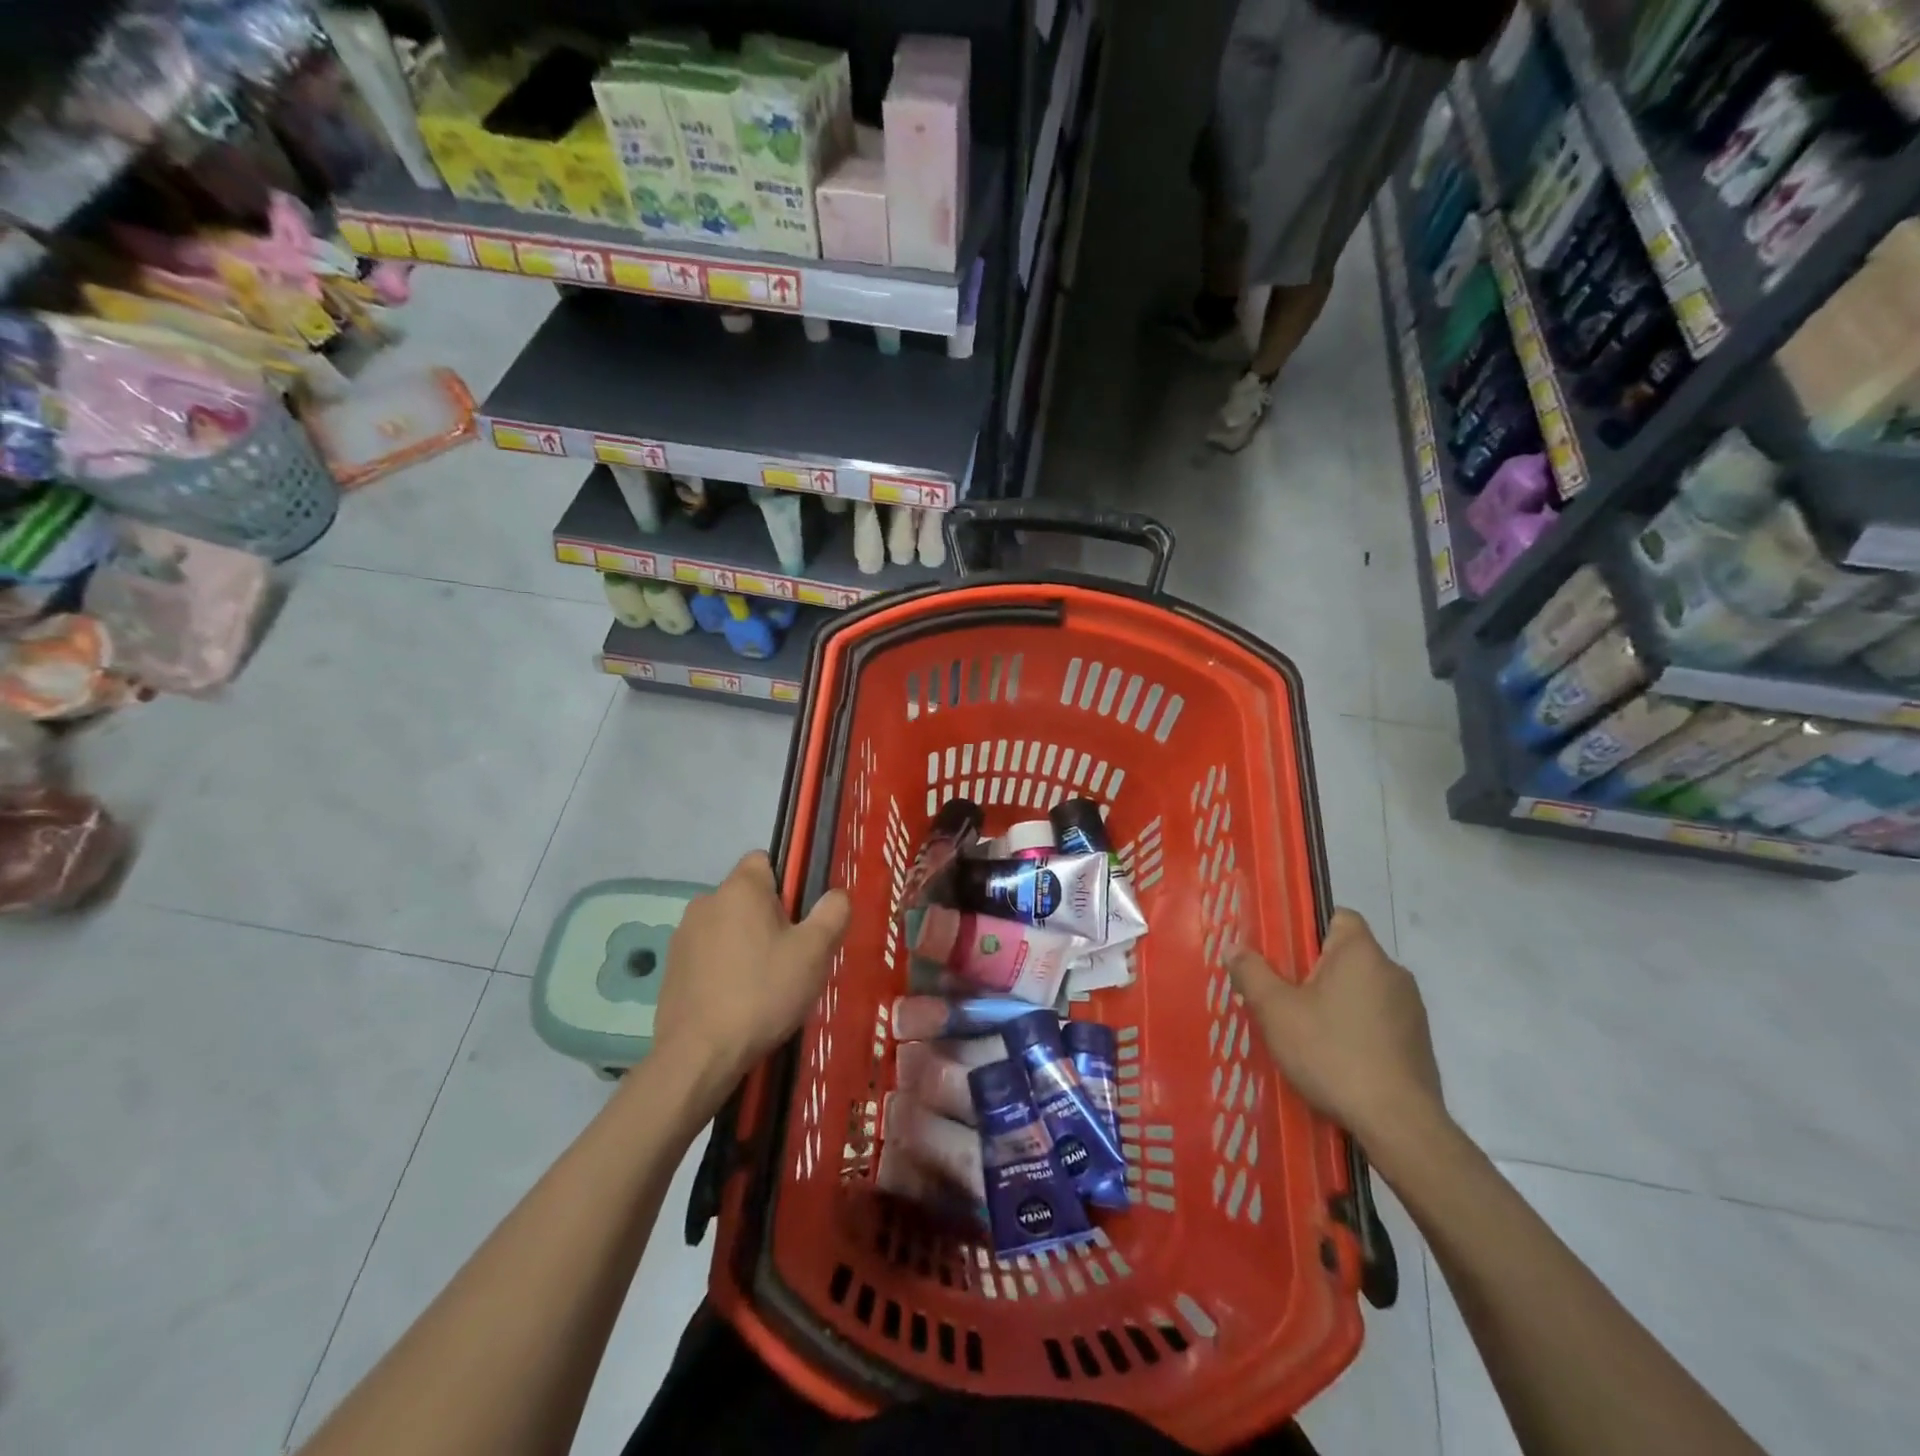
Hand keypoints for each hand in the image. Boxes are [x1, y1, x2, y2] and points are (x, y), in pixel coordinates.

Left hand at [654, 852, 849, 1093]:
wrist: (699, 1055)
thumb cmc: (763, 993)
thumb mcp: (814, 953)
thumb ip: (832, 914)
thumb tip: (836, 895)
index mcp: (740, 888)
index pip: (764, 860)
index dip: (787, 883)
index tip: (799, 918)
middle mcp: (706, 901)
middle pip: (747, 896)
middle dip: (768, 918)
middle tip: (790, 957)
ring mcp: (683, 935)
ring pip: (727, 926)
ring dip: (745, 944)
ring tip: (764, 984)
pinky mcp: (671, 968)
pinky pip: (707, 954)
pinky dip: (723, 968)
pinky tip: (736, 1001)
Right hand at [1227, 909, 1443, 1144]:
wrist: (1399, 1125)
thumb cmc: (1332, 1053)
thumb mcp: (1276, 1011)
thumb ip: (1251, 973)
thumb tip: (1234, 947)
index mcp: (1361, 952)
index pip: (1338, 916)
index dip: (1307, 927)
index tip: (1282, 953)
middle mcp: (1393, 972)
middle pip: (1345, 956)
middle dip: (1313, 971)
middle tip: (1281, 996)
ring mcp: (1411, 1010)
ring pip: (1361, 991)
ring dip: (1335, 1003)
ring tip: (1304, 1032)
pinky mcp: (1419, 1044)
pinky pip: (1377, 1021)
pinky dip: (1355, 1030)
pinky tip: (1334, 1059)